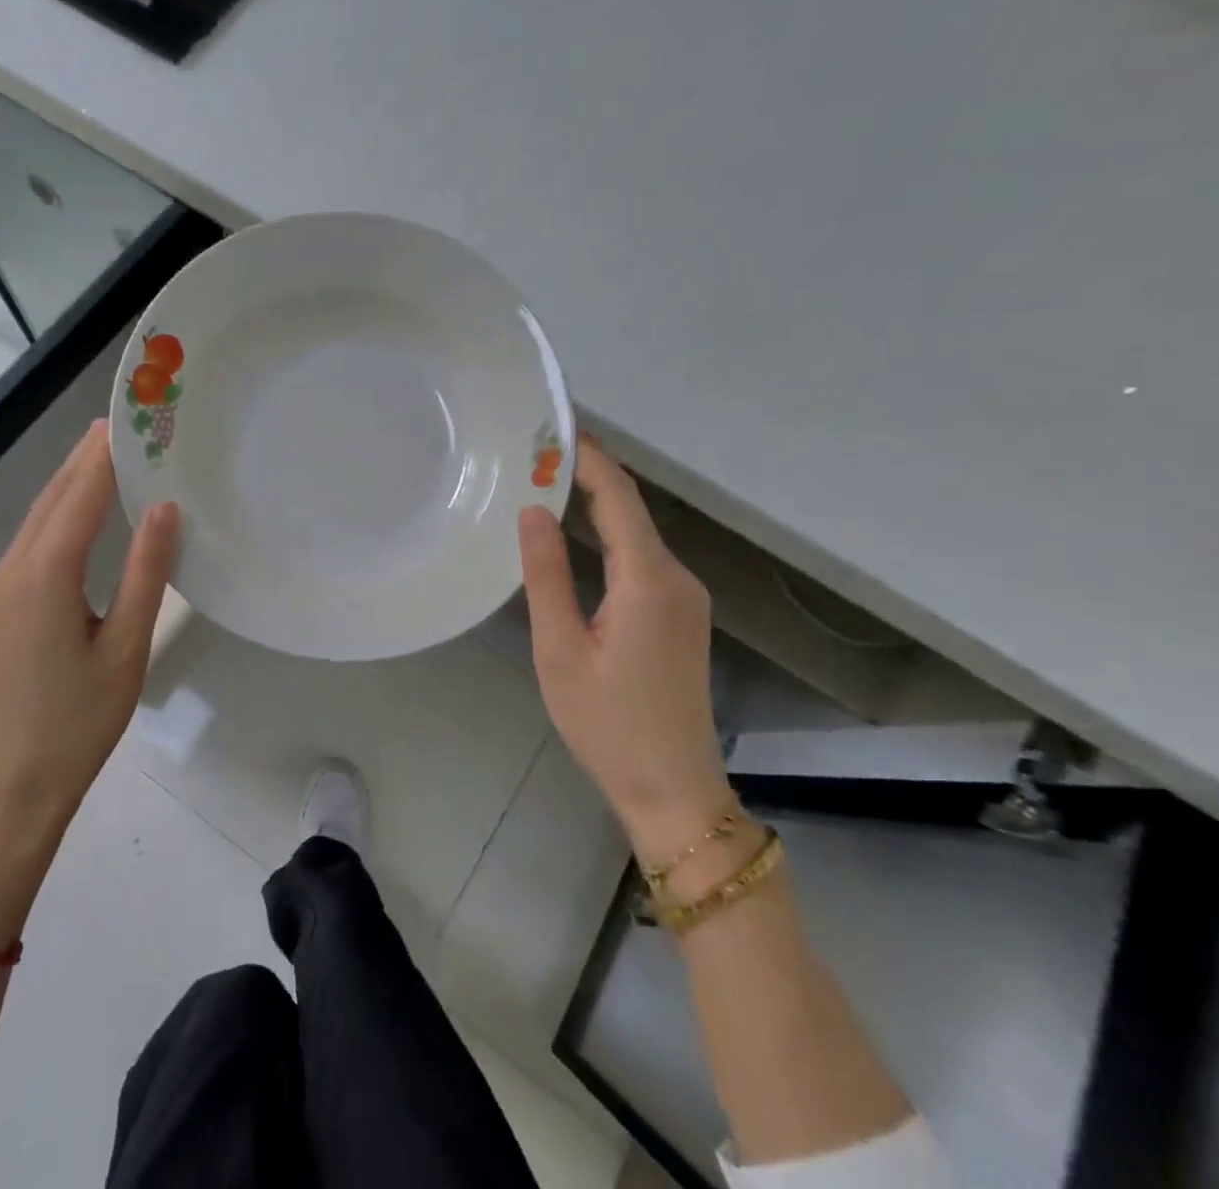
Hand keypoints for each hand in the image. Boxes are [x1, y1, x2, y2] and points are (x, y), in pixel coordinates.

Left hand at [0, 420, 179, 832]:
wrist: (17, 780)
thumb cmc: (80, 719)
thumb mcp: (126, 645)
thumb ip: (146, 572)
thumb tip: (165, 508)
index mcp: (43, 575)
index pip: (79, 497)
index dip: (105, 455)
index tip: (132, 418)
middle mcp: (13, 567)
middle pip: (53, 497)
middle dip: (87, 458)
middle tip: (127, 423)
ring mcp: (1, 584)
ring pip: (40, 515)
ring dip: (74, 481)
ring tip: (112, 451)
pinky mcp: (4, 601)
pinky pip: (36, 539)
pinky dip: (63, 511)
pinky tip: (88, 506)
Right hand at [518, 435, 730, 864]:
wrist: (675, 791)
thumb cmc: (607, 723)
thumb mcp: (559, 650)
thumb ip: (546, 575)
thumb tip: (533, 510)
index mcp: (648, 581)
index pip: (618, 497)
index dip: (588, 457)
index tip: (552, 427)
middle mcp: (677, 578)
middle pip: (631, 509)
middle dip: (588, 473)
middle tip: (535, 451)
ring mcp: (686, 597)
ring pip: (638, 533)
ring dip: (597, 503)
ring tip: (546, 482)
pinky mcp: (681, 616)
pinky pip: (642, 558)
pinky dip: (610, 534)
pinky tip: (578, 534)